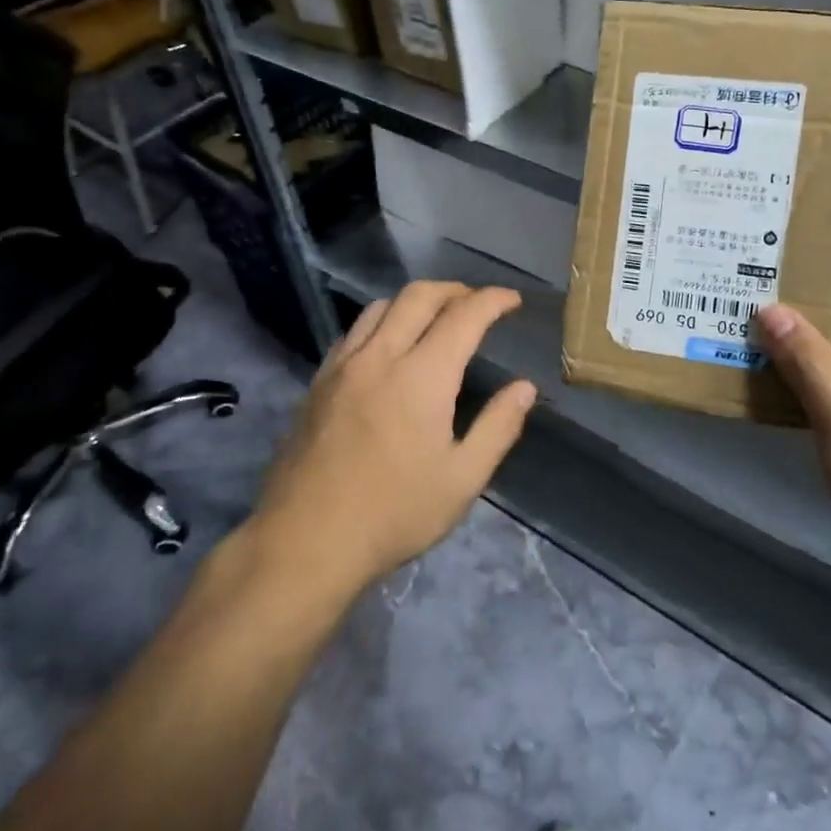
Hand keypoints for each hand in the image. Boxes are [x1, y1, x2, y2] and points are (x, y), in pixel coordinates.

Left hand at [252, 281, 536, 599]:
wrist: (305, 540)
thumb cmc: (394, 513)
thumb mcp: (462, 479)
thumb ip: (498, 427)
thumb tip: (525, 388)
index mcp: (422, 376)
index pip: (464, 316)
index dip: (493, 300)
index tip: (512, 300)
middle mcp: (381, 356)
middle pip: (419, 296)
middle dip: (455, 290)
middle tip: (477, 302)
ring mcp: (343, 366)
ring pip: (381, 307)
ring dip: (415, 301)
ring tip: (435, 317)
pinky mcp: (317, 382)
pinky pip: (353, 331)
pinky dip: (381, 322)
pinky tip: (387, 346)